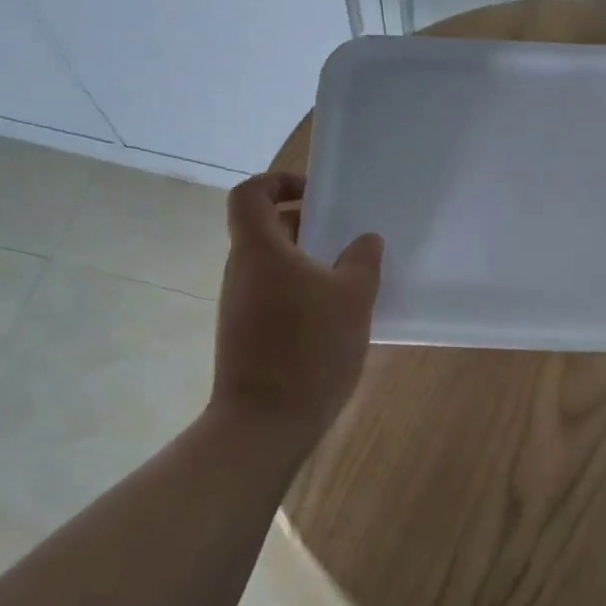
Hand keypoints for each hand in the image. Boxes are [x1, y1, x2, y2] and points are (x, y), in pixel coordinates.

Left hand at [211, 172, 383, 436]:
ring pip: (272, 266)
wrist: (265, 423)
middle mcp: (241, 272)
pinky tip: (334, 318)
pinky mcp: (245, 335)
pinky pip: (273, 296)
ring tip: (348, 280)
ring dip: (307, 263)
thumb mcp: (352, 298)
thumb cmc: (309, 349)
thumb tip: (365, 240)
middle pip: (265, 230)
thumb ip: (362, 261)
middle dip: (306, 226)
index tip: (315, 194)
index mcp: (259, 251)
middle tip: (345, 238)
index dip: (278, 182)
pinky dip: (300, 293)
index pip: (249, 194)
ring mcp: (239, 306)